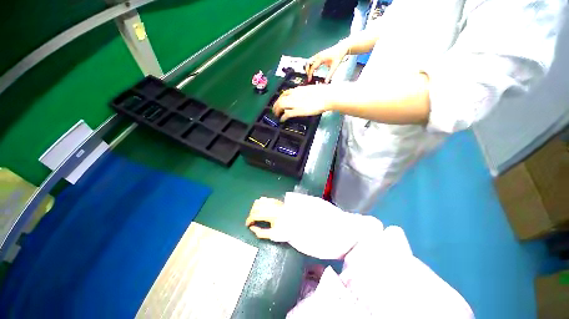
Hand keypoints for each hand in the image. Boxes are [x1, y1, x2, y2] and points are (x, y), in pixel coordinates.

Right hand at [245, 197, 288, 241]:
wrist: (297, 222)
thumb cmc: (286, 229)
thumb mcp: (273, 235)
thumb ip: (261, 233)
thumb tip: (252, 228)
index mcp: (271, 215)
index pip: (255, 215)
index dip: (249, 220)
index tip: (248, 225)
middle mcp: (272, 206)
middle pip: (256, 207)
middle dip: (251, 214)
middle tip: (252, 221)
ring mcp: (274, 202)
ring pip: (259, 201)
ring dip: (254, 208)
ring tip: (256, 215)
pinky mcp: (276, 200)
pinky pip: (264, 198)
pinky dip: (260, 203)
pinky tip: (261, 208)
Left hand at [273, 85, 331, 121]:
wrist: (326, 96)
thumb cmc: (322, 93)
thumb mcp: (310, 90)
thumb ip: (303, 93)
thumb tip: (301, 97)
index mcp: (297, 90)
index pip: (284, 93)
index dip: (280, 98)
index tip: (279, 102)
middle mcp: (294, 95)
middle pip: (280, 99)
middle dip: (275, 105)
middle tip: (275, 111)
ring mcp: (295, 103)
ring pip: (280, 105)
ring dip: (277, 111)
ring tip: (276, 115)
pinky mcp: (298, 111)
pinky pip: (286, 114)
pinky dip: (283, 117)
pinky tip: (282, 120)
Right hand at [305, 42, 348, 82]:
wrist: (341, 48)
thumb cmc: (338, 56)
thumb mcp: (335, 66)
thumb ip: (330, 75)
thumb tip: (326, 82)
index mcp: (320, 58)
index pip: (312, 67)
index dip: (310, 74)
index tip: (309, 80)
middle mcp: (318, 55)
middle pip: (308, 63)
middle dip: (307, 70)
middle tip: (308, 77)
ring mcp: (318, 55)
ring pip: (310, 61)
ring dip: (309, 68)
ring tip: (311, 75)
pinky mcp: (319, 55)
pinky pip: (313, 60)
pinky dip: (312, 65)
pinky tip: (315, 71)